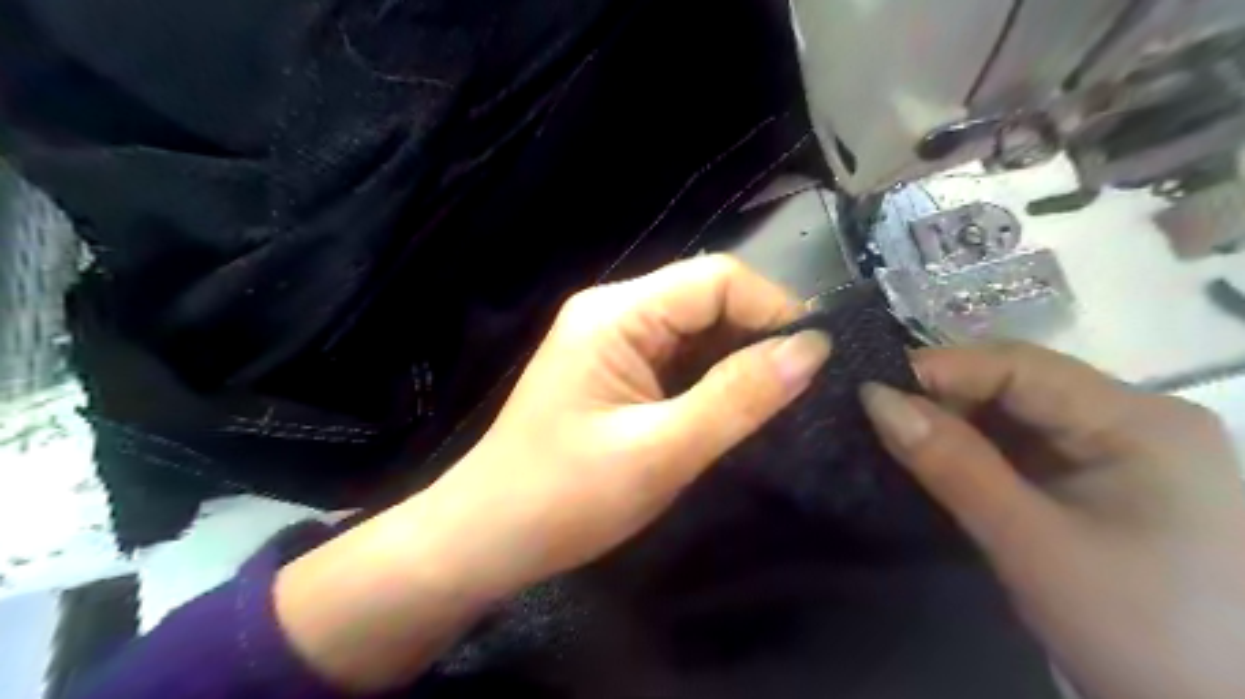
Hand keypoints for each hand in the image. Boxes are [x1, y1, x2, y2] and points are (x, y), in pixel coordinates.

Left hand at [275, 256, 830, 693]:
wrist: (488, 535)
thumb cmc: (567, 497)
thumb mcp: (662, 450)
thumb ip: (739, 396)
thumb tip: (813, 348)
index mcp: (615, 314)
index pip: (714, 278)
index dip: (772, 308)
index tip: (814, 359)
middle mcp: (611, 310)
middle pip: (704, 295)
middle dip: (755, 333)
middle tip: (798, 386)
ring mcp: (608, 338)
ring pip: (693, 326)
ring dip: (735, 356)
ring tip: (773, 397)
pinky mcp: (610, 367)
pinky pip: (675, 353)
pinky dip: (709, 373)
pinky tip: (729, 403)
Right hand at [864, 342, 1243, 698]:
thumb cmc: (1135, 631)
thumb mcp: (1029, 543)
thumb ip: (950, 463)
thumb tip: (875, 398)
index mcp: (1141, 422)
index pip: (1020, 366)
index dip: (939, 370)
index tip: (870, 391)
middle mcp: (1138, 419)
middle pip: (1020, 385)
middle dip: (945, 399)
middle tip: (879, 421)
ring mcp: (1125, 450)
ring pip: (1019, 415)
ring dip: (957, 426)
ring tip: (899, 439)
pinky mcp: (1107, 480)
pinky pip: (1028, 446)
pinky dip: (979, 451)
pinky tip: (942, 463)